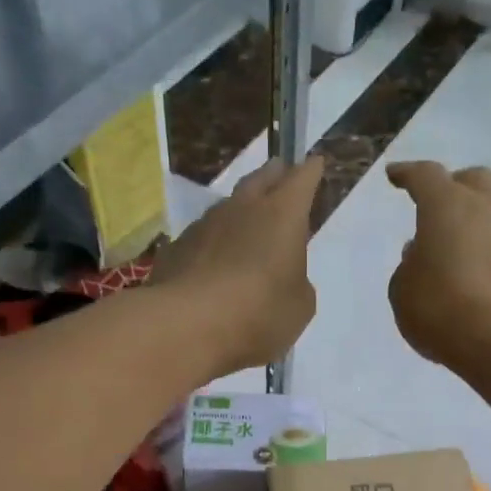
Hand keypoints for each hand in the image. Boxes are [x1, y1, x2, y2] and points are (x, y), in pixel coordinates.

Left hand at [151, 155, 322, 375]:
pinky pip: (201, 238)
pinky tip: (212, 262)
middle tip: (279, 171)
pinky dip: (212, 244)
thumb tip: (285, 277)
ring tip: (245, 222)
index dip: (310, 172)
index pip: (302, 180)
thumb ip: (297, 284)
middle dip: (273, 175)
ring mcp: (204, 225)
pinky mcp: (176, 248)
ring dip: (239, 211)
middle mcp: (243, 209)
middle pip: (260, 180)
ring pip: (227, 207)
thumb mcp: (299, 307)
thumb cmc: (259, 313)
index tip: (314, 163)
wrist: (187, 326)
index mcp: (283, 216)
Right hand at [386, 161, 490, 376]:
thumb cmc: (441, 310)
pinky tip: (488, 287)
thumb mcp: (404, 293)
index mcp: (446, 208)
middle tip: (441, 207)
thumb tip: (422, 254)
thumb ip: (409, 268)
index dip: (408, 174)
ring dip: (480, 228)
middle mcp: (488, 211)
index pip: (425, 176)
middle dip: (456, 187)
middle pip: (475, 181)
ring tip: (463, 256)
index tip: (396, 176)